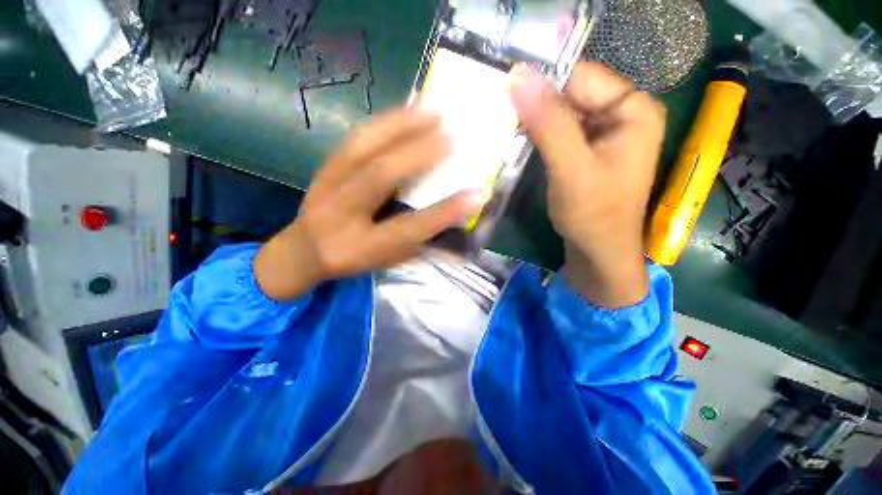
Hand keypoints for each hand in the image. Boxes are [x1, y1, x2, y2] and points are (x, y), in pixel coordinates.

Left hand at [254, 107, 484, 300]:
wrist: (303, 250)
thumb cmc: (355, 259)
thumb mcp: (389, 262)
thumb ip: (421, 246)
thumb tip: (459, 233)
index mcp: (362, 248)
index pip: (409, 229)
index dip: (444, 212)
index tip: (477, 194)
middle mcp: (341, 216)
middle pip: (379, 178)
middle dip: (419, 155)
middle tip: (453, 138)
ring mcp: (327, 186)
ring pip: (363, 148)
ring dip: (402, 126)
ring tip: (433, 112)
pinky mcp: (324, 167)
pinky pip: (355, 138)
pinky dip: (384, 121)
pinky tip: (406, 110)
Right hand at [510, 62, 664, 307]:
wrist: (598, 251)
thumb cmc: (592, 215)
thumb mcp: (571, 169)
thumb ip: (548, 124)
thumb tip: (519, 76)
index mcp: (633, 109)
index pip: (580, 77)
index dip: (542, 84)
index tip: (505, 95)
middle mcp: (623, 113)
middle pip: (572, 93)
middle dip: (537, 104)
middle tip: (501, 115)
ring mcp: (606, 131)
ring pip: (563, 112)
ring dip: (534, 120)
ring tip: (506, 128)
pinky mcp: (590, 148)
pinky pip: (561, 130)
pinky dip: (540, 134)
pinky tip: (520, 141)